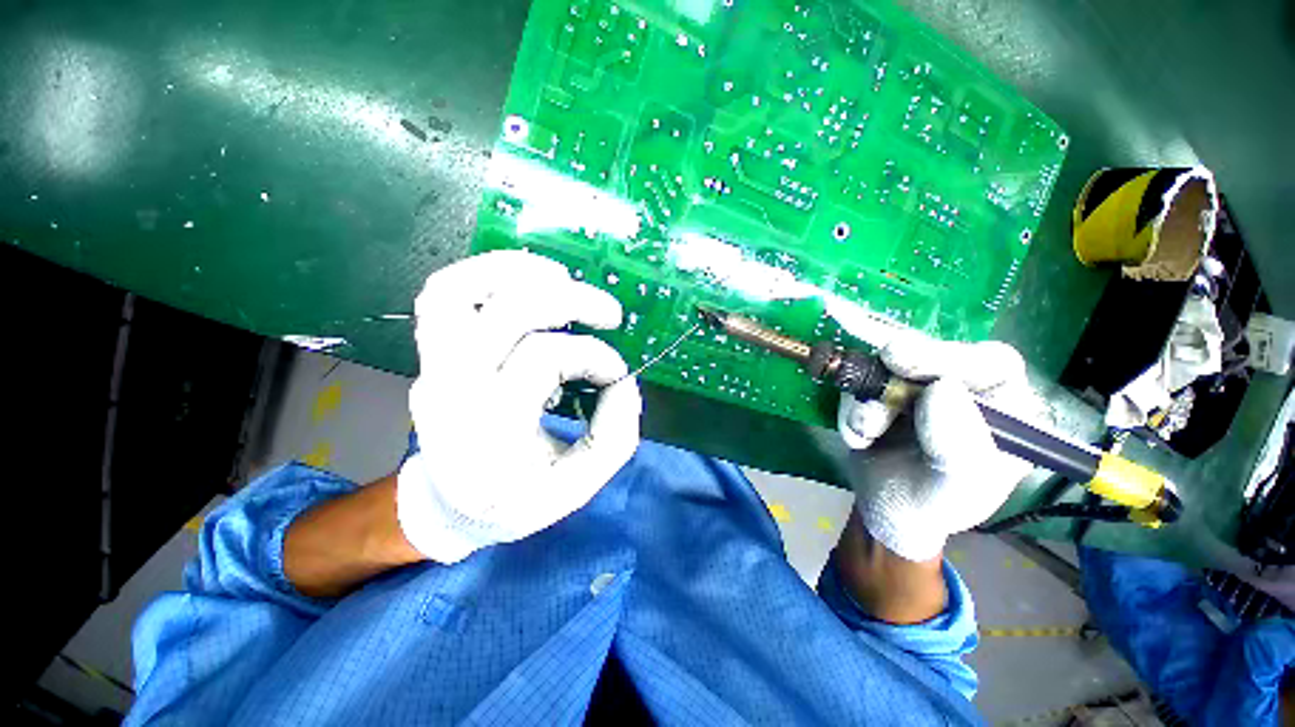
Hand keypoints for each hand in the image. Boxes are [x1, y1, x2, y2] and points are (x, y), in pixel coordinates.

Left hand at [396, 251, 641, 563]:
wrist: (448, 505)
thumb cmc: (515, 500)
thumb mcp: (576, 487)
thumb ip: (614, 436)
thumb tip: (624, 382)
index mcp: (489, 427)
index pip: (545, 358)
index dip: (594, 356)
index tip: (617, 375)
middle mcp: (453, 387)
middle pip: (506, 312)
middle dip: (570, 301)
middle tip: (609, 313)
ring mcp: (433, 365)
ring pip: (458, 291)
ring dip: (516, 272)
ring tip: (562, 277)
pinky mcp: (433, 353)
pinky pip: (443, 294)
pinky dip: (483, 274)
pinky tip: (524, 279)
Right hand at [838, 332, 1038, 561]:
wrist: (885, 510)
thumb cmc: (933, 506)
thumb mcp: (954, 492)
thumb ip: (959, 449)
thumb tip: (942, 390)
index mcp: (1005, 411)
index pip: (993, 364)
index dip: (952, 356)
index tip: (906, 363)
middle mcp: (964, 390)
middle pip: (935, 354)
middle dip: (904, 366)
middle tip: (880, 368)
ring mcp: (917, 387)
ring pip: (887, 369)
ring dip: (868, 400)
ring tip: (864, 435)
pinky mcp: (881, 391)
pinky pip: (860, 387)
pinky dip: (850, 410)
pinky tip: (858, 439)